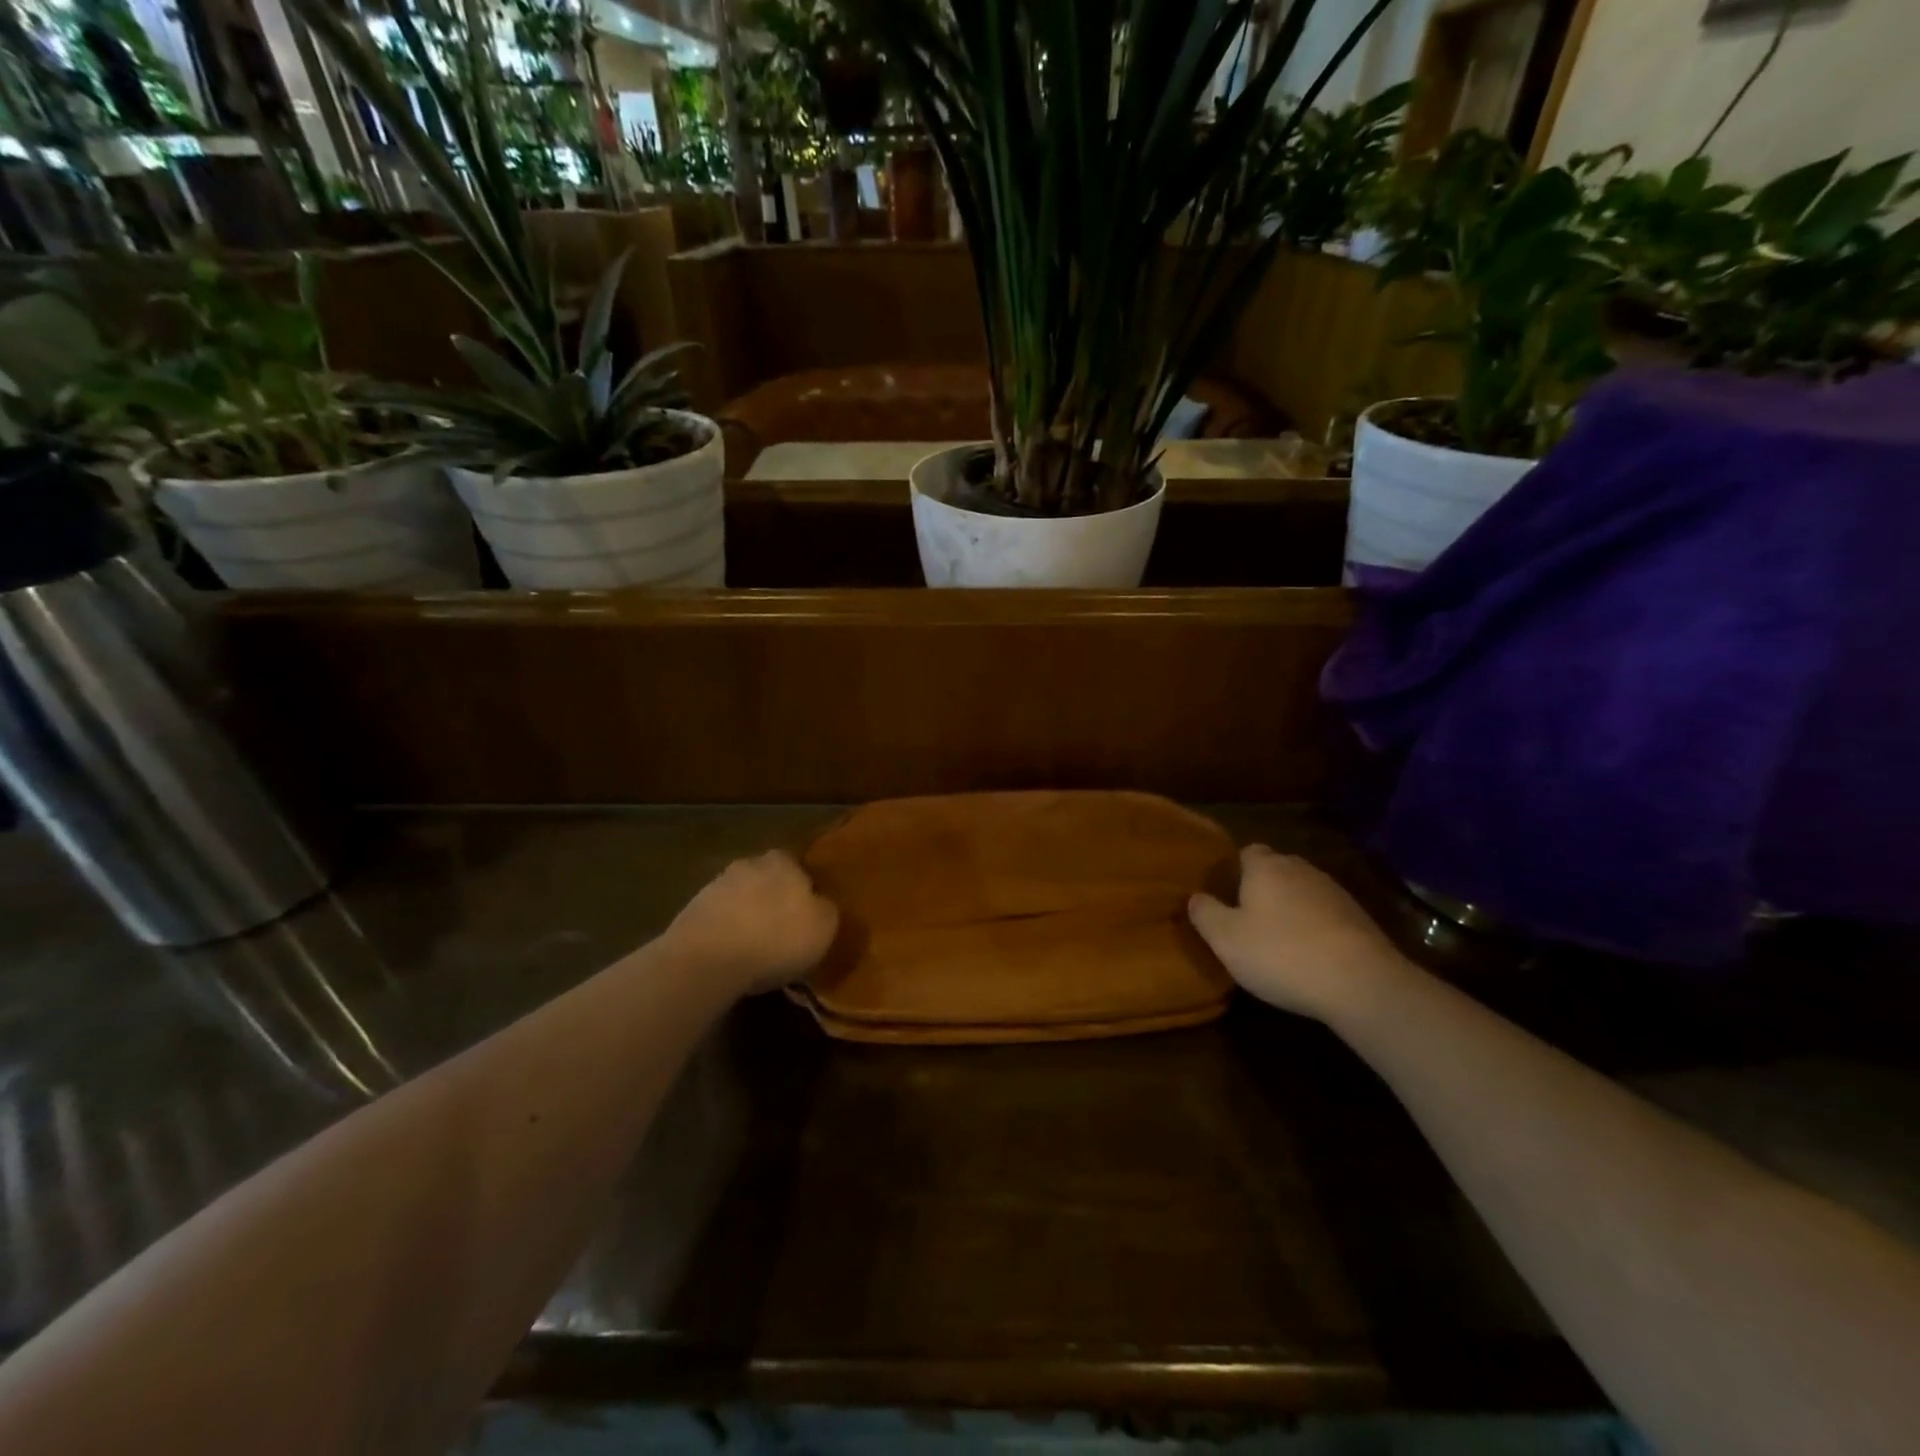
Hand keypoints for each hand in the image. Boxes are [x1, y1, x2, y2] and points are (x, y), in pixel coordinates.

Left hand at [663, 851, 839, 996]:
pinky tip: (730, 957)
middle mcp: (748, 864)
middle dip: (773, 900)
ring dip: (746, 916)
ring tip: (754, 949)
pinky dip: (724, 933)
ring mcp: (714, 886)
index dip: (804, 890)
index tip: (807, 916)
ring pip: (740, 898)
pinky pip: (717, 920)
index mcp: (783, 861)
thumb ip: (826, 909)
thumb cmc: (776, 938)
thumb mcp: (824, 926)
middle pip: (766, 879)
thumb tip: (819, 905)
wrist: (707, 960)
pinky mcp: (689, 912)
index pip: (798, 867)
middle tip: (782, 931)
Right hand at [1188, 845, 1410, 1022]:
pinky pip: (1326, 916)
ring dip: (1291, 910)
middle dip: (1263, 889)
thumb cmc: (1281, 954)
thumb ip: (1205, 913)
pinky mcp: (1361, 920)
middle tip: (1247, 920)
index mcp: (1266, 867)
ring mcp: (1335, 893)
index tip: (1225, 896)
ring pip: (1303, 893)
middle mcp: (1301, 869)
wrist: (1362, 984)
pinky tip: (1310, 957)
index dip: (1235, 871)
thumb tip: (1196, 897)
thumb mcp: (1225, 938)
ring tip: (1278, 942)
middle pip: (1276, 870)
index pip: (1246, 852)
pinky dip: (1316, 929)